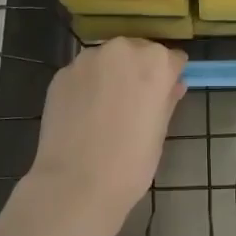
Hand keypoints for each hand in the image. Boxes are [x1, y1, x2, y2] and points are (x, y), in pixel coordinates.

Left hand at [22, 37, 186, 235]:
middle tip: (134, 104)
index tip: (164, 96)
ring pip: (108, 59)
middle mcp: (122, 49)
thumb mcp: (160, 132)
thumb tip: (173, 86)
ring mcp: (88, 58)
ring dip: (111, 74)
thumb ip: (167, 100)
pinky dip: (87, 86)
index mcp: (155, 62)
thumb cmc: (130, 163)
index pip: (172, 59)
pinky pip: (83, 73)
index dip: (169, 78)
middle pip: (138, 52)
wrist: (75, 185)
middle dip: (139, 71)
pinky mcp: (62, 73)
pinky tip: (83, 113)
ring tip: (105, 109)